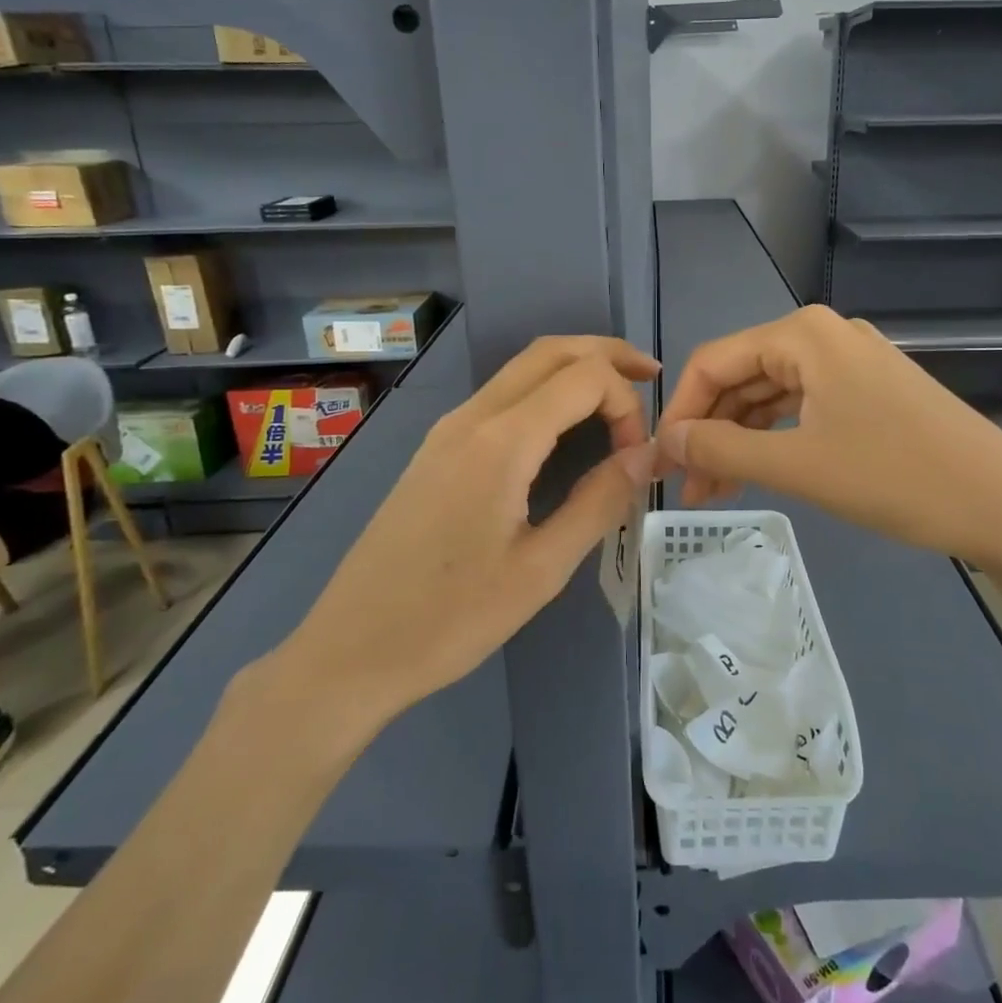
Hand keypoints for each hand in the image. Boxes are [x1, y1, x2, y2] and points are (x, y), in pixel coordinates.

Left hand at [258, 336, 659, 749]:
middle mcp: (471, 417)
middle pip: (550, 352)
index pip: (584, 377)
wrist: (350, 650)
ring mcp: (447, 430)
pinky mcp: (435, 450)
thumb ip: (599, 502)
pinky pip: (500, 396)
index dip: (626, 402)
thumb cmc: (451, 618)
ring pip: (521, 369)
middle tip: (651, 376)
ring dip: (574, 369)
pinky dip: (544, 391)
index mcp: (501, 440)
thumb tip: (646, 456)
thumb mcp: (541, 569)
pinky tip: (564, 427)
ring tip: (619, 397)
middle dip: (607, 354)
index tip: (637, 457)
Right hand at [656, 305, 1001, 565]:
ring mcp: (850, 360)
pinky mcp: (869, 389)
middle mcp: (823, 334)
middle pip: (741, 375)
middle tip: (687, 488)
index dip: (680, 411)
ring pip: (771, 394)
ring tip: (715, 492)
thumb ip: (722, 450)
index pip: (713, 361)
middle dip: (709, 430)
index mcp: (802, 334)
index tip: (660, 461)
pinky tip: (757, 471)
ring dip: (739, 439)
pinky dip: (775, 437)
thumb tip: (665, 443)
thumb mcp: (798, 466)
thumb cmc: (895, 477)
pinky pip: (803, 405)